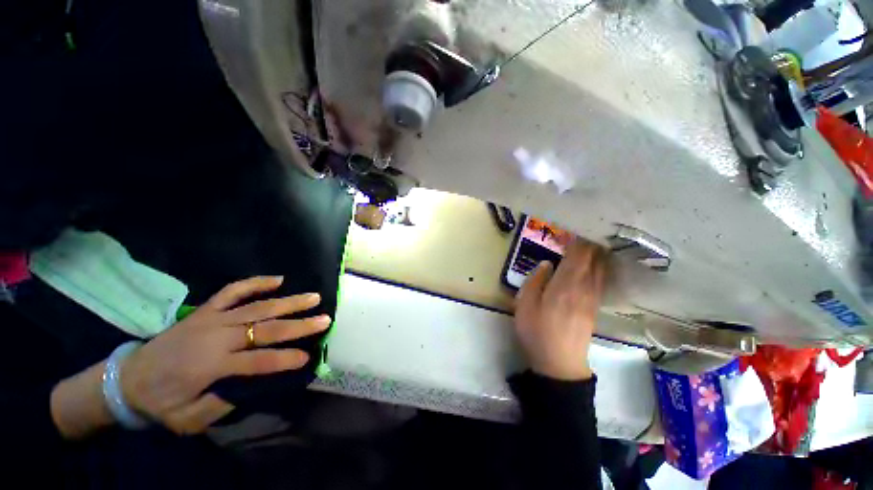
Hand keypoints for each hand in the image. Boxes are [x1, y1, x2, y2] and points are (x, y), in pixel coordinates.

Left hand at [120, 276, 329, 434]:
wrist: (126, 379)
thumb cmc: (159, 403)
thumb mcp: (186, 420)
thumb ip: (220, 405)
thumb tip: (252, 387)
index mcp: (210, 365)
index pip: (257, 361)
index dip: (284, 359)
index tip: (307, 357)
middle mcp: (216, 337)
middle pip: (265, 328)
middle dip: (298, 324)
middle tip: (324, 319)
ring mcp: (211, 319)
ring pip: (257, 307)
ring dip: (288, 301)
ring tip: (314, 296)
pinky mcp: (205, 309)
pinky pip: (233, 291)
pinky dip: (256, 283)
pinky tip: (278, 279)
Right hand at [514, 238, 606, 380]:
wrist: (560, 363)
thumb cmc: (537, 331)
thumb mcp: (525, 304)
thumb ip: (535, 280)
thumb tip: (547, 263)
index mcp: (566, 284)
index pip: (578, 254)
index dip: (577, 239)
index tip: (573, 227)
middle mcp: (584, 287)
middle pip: (593, 259)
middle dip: (589, 242)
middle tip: (583, 230)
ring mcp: (593, 297)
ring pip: (600, 268)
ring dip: (597, 253)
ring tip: (591, 240)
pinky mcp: (595, 306)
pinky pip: (601, 279)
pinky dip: (600, 266)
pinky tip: (597, 263)